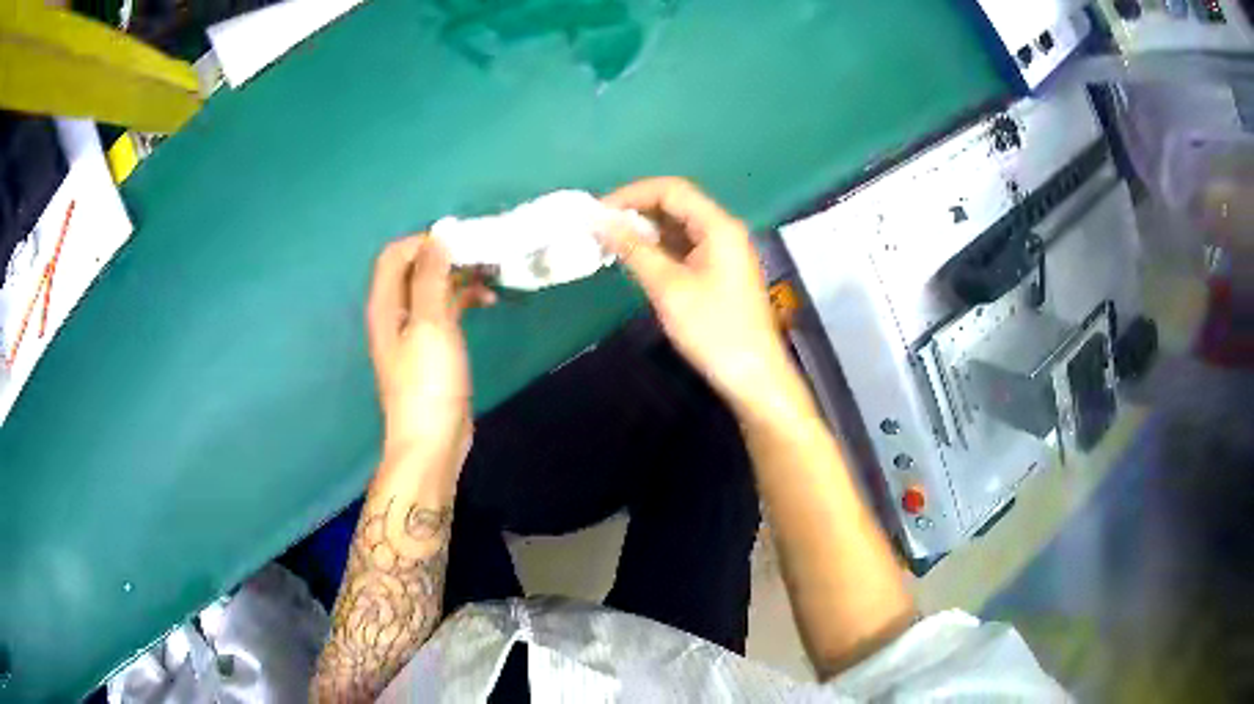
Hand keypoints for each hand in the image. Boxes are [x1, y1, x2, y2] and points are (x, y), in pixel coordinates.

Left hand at [366, 235, 494, 470]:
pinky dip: (463, 300)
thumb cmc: (428, 383)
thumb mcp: (430, 325)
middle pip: (415, 268)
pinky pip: (444, 310)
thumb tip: (438, 235)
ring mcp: (413, 331)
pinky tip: (487, 302)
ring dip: (458, 277)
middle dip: (447, 256)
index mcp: (385, 305)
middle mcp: (394, 313)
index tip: (461, 243)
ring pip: (433, 288)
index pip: (396, 254)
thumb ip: (431, 277)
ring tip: (491, 274)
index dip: (425, 241)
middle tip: (483, 254)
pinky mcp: (431, 348)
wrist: (432, 441)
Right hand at [600, 178, 805, 417]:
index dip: (632, 194)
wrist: (753, 375)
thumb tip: (599, 222)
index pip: (671, 190)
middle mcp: (723, 230)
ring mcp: (723, 251)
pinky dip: (658, 249)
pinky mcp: (719, 271)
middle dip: (637, 211)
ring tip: (610, 244)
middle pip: (676, 204)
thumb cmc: (713, 330)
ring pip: (678, 227)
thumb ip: (633, 249)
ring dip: (645, 230)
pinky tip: (635, 260)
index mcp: (718, 226)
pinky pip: (684, 247)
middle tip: (600, 228)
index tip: (598, 212)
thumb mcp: (668, 288)